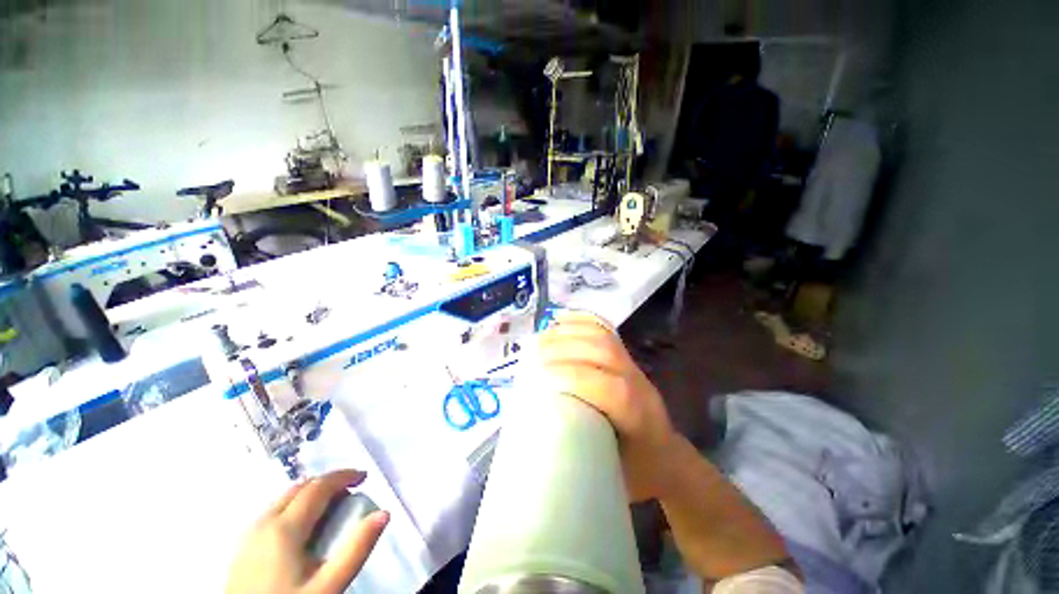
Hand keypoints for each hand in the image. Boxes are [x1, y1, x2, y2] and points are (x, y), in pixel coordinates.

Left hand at [225, 469, 388, 593]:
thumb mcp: (329, 586)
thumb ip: (357, 548)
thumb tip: (383, 513)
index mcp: (285, 528)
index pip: (319, 487)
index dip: (344, 476)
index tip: (365, 477)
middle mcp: (263, 523)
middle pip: (299, 488)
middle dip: (328, 483)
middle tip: (351, 492)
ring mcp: (248, 536)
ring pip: (283, 500)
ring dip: (310, 495)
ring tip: (330, 509)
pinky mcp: (241, 549)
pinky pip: (272, 513)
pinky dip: (294, 507)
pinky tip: (302, 529)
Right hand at [535, 312, 676, 501]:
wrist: (668, 458)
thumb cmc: (636, 472)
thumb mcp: (610, 476)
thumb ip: (578, 451)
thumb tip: (537, 428)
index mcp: (639, 419)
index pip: (612, 389)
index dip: (575, 377)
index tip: (541, 377)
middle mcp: (639, 385)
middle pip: (605, 352)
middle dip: (565, 349)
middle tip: (534, 354)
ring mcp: (633, 366)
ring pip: (603, 337)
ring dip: (570, 332)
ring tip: (543, 338)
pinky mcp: (626, 357)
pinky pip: (605, 330)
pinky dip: (581, 321)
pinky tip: (561, 321)